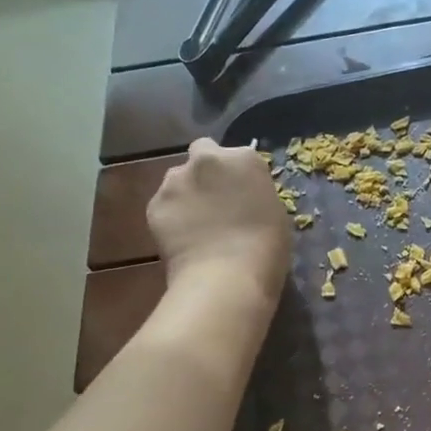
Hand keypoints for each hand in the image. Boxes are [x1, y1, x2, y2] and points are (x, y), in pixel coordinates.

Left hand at [145, 138, 290, 306]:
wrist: (226, 277)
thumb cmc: (266, 248)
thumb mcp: (275, 212)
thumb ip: (255, 194)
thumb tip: (243, 197)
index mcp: (244, 158)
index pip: (239, 155)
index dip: (239, 174)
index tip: (243, 193)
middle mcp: (207, 159)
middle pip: (203, 152)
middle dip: (207, 170)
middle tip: (216, 200)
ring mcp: (175, 180)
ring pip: (178, 178)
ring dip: (187, 192)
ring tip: (196, 223)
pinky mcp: (154, 204)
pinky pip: (164, 204)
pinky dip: (171, 216)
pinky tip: (182, 238)